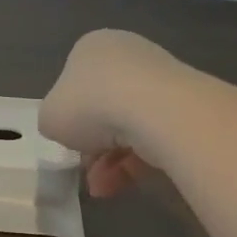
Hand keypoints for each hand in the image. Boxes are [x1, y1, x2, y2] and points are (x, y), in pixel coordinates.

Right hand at [40, 30, 184, 198]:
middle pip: (104, 107)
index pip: (75, 84)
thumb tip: (69, 128)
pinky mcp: (186, 104)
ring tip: (104, 188)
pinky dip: (139, 161)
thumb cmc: (91, 104)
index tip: (69, 144)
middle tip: (87, 171)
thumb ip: (53, 120)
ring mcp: (161, 78)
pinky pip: (155, 135)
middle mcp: (128, 54)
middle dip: (94, 146)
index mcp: (92, 47)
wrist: (155, 110)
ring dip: (112, 161)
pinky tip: (125, 183)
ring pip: (130, 125)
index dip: (69, 119)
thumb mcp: (50, 117)